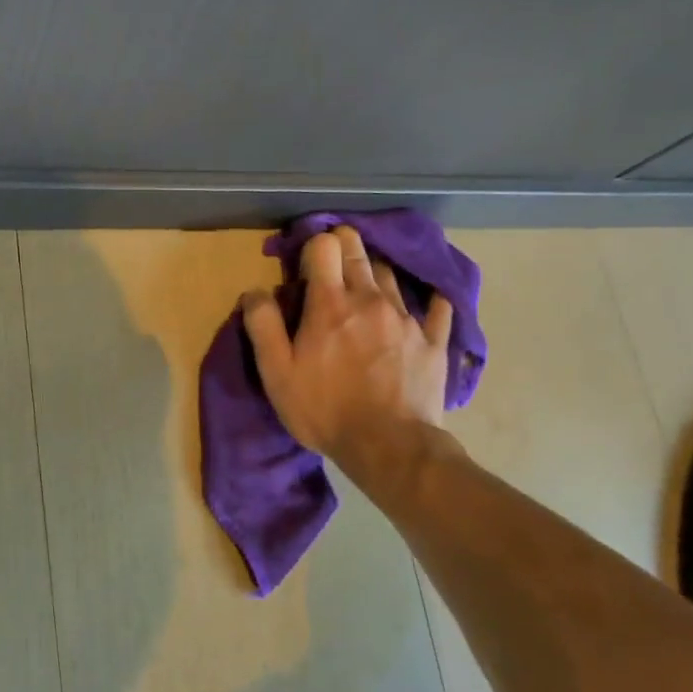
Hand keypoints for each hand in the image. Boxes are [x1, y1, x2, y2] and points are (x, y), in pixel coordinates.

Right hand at [242, 226, 458, 478]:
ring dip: (374, 273)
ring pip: (390, 275)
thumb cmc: (325, 409)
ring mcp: (407, 318)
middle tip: (332, 261)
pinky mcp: (434, 341)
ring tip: (366, 288)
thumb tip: (255, 291)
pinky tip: (428, 301)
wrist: (390, 447)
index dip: (313, 246)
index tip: (305, 264)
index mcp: (330, 303)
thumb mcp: (277, 373)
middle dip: (343, 244)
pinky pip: (438, 306)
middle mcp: (371, 299)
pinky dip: (429, 298)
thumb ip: (263, 326)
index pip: (325, 246)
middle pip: (358, 250)